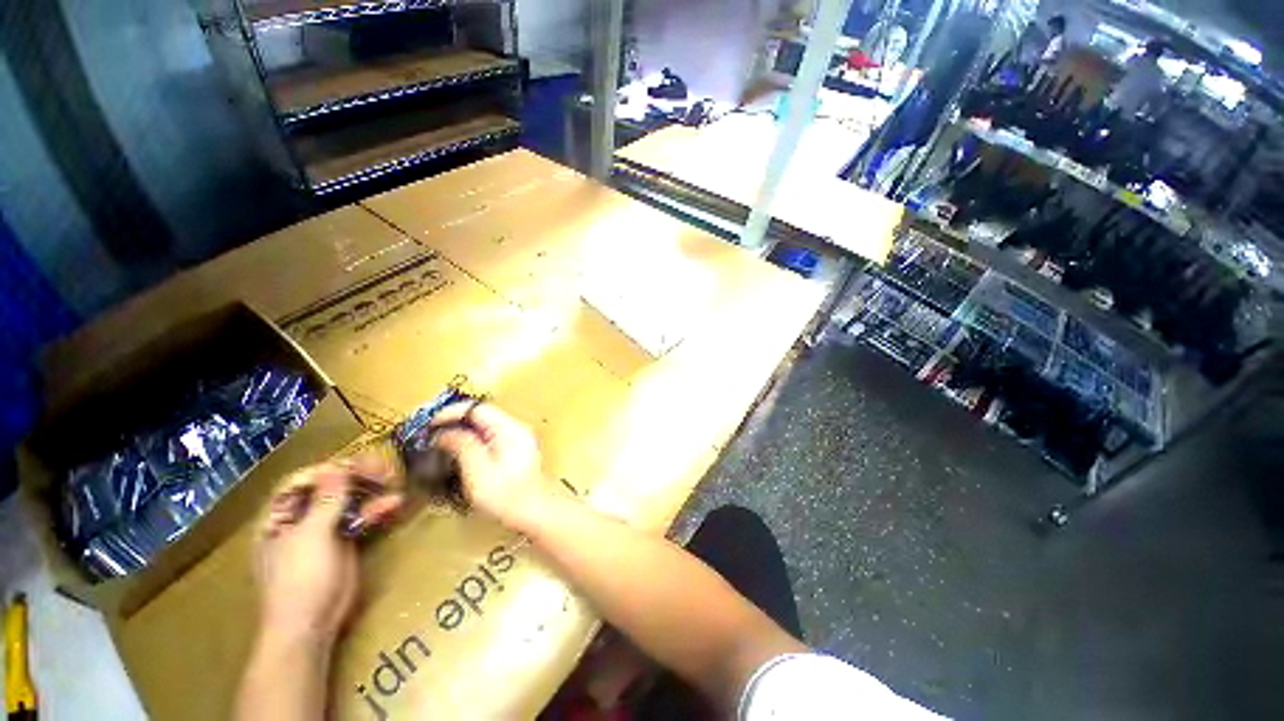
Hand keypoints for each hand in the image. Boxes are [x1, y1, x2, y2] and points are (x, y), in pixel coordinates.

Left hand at [255, 455, 401, 644]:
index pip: (302, 481)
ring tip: (394, 481)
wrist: (311, 624)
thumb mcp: (311, 537)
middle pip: (329, 488)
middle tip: (384, 469)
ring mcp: (323, 532)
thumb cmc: (300, 579)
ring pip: (349, 501)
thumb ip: (326, 500)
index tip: (358, 464)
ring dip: (372, 491)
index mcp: (279, 517)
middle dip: (357, 476)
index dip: (329, 469)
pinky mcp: (344, 542)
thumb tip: (337, 466)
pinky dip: (378, 510)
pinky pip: (361, 518)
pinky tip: (395, 503)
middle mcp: (300, 520)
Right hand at [428, 402, 547, 524]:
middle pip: (482, 414)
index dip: (452, 413)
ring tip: (440, 442)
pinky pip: (490, 435)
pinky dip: (472, 439)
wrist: (536, 512)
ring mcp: (518, 437)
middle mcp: (516, 428)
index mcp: (511, 430)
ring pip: (485, 424)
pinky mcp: (516, 448)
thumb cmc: (508, 497)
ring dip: (462, 430)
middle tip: (431, 434)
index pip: (479, 409)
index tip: (430, 425)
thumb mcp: (479, 474)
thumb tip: (444, 433)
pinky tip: (460, 452)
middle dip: (455, 420)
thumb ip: (463, 448)